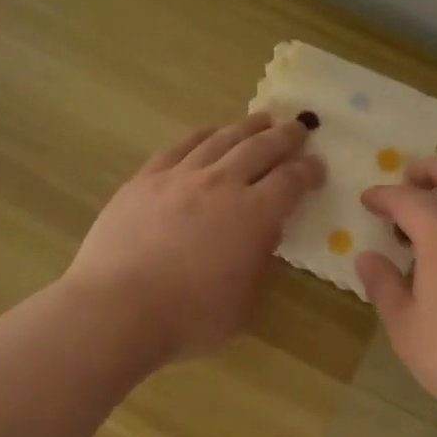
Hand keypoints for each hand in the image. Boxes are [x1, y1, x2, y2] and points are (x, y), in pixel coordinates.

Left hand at [65, 114, 324, 362]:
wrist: (118, 307)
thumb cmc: (188, 317)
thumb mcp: (243, 306)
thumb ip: (258, 267)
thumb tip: (263, 238)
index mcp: (255, 215)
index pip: (291, 181)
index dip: (308, 171)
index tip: (317, 166)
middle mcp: (223, 184)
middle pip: (261, 148)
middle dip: (285, 137)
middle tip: (298, 128)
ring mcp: (181, 176)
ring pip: (222, 139)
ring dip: (247, 127)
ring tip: (261, 119)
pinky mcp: (146, 178)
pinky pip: (181, 145)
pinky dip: (202, 134)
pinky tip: (210, 131)